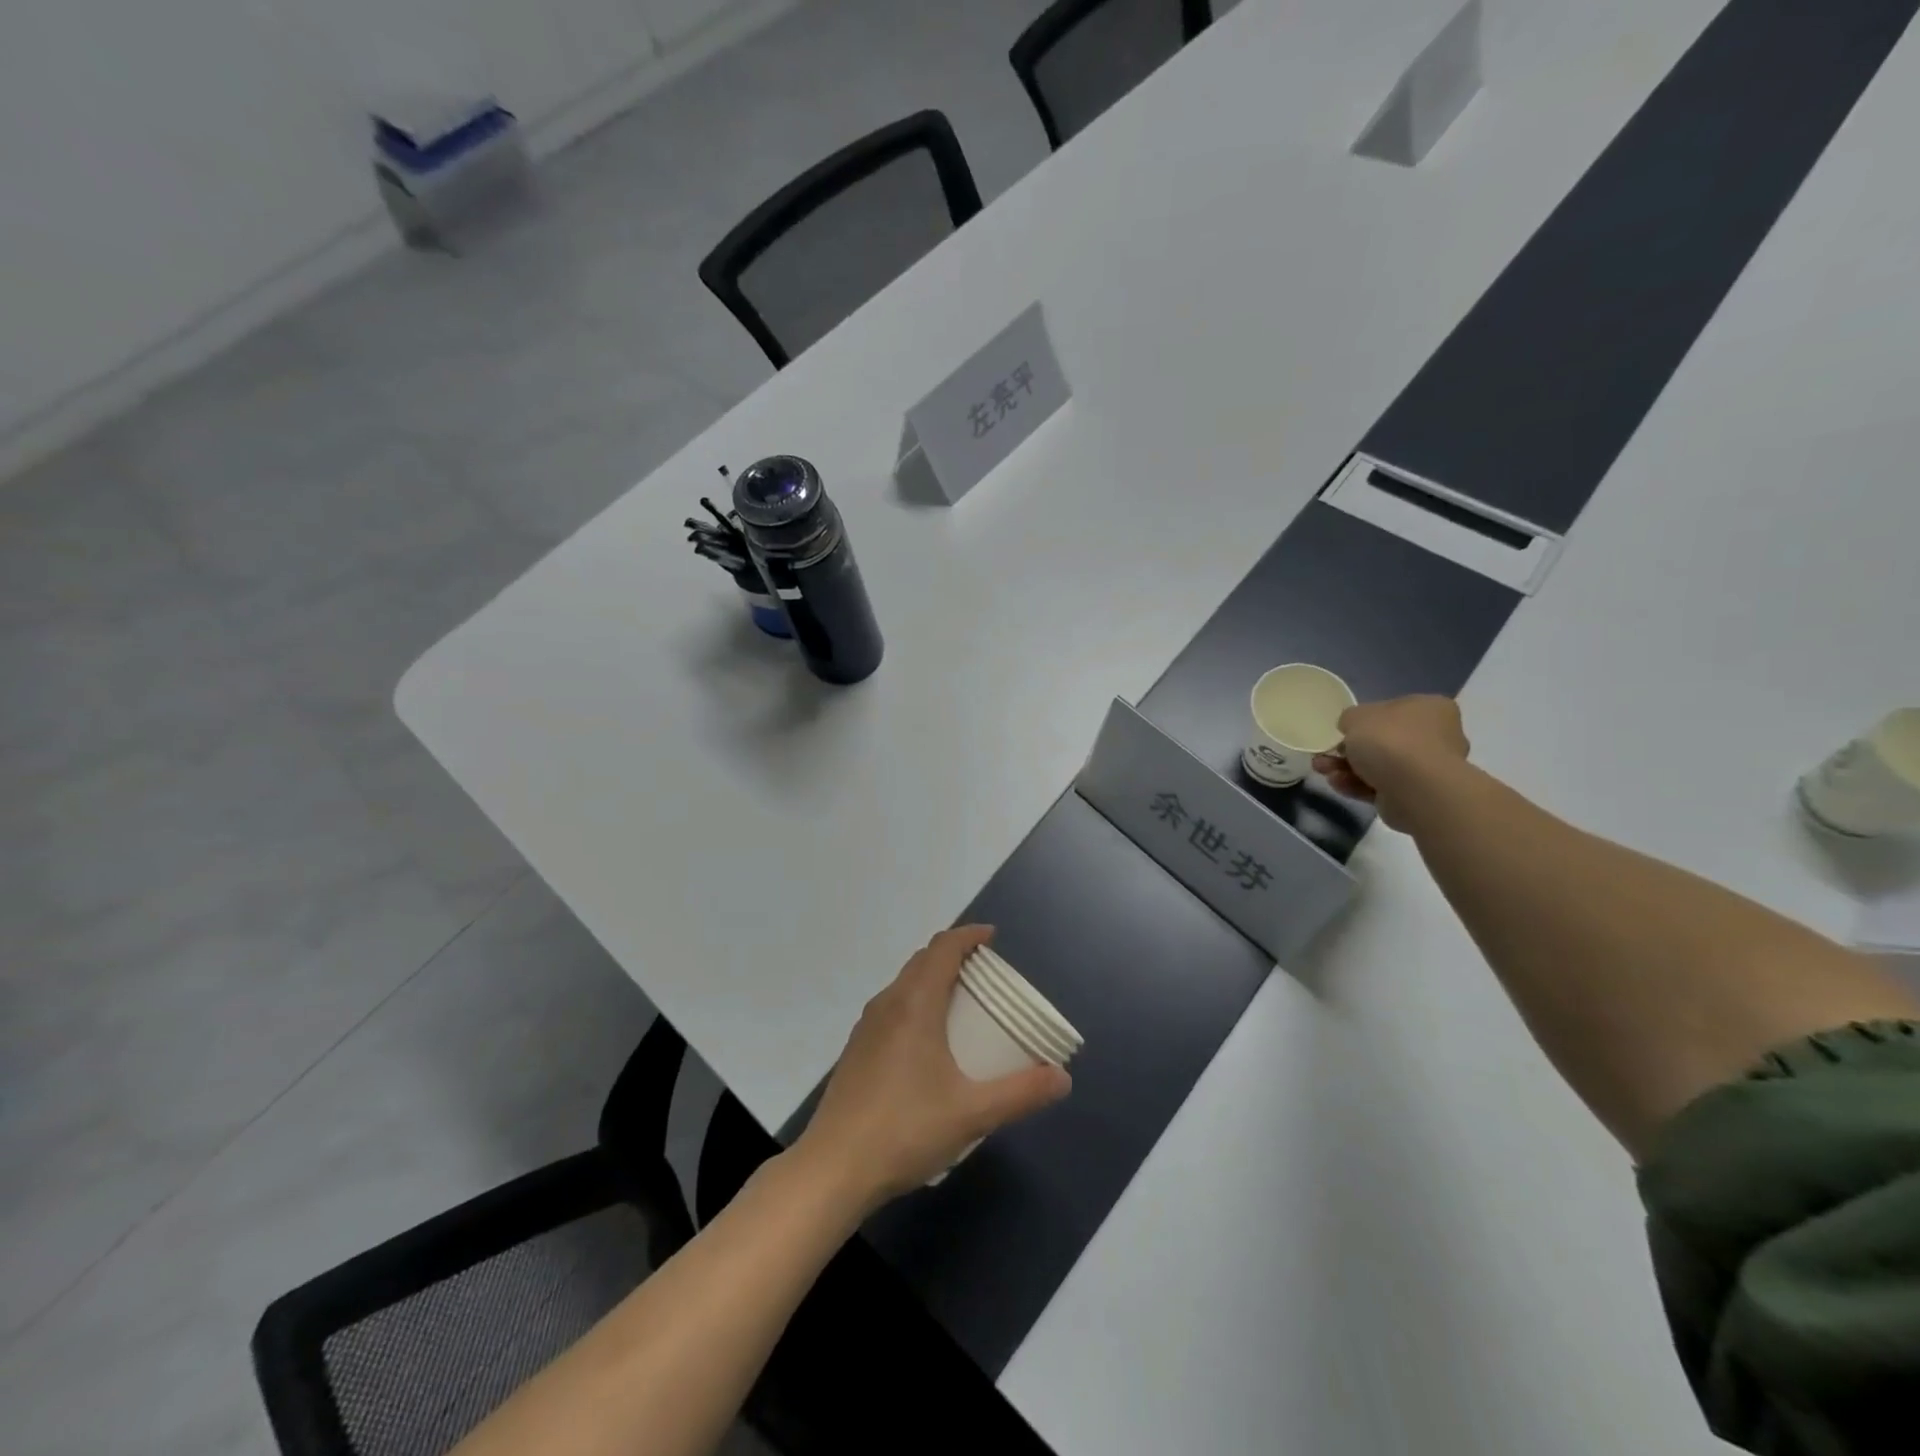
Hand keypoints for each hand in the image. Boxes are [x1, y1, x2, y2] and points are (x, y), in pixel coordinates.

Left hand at [794, 926, 1070, 1210]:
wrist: (833, 1169)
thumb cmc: (905, 1130)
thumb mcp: (973, 1113)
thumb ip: (1021, 1093)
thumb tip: (1062, 1078)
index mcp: (914, 1004)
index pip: (942, 948)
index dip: (968, 935)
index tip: (992, 938)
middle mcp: (887, 1004)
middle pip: (922, 961)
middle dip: (954, 956)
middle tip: (985, 974)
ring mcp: (867, 1028)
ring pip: (904, 985)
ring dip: (933, 980)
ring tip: (962, 1005)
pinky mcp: (857, 1051)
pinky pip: (893, 1008)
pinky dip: (917, 1004)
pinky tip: (930, 1043)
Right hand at [1313, 695, 1469, 828]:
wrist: (1415, 788)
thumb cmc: (1390, 740)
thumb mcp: (1356, 716)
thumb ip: (1350, 718)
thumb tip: (1351, 728)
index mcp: (1429, 708)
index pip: (1393, 710)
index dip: (1364, 721)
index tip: (1343, 731)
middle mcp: (1435, 736)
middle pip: (1382, 741)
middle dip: (1348, 750)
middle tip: (1324, 755)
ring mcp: (1427, 768)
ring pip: (1378, 766)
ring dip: (1345, 768)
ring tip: (1322, 771)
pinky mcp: (1415, 794)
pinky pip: (1380, 786)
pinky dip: (1356, 785)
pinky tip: (1337, 784)